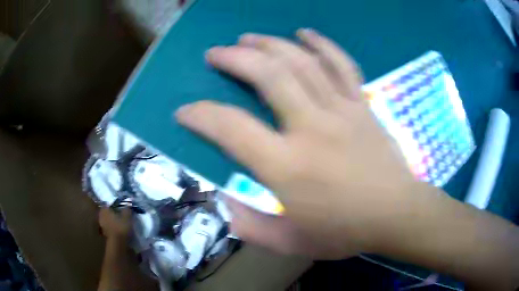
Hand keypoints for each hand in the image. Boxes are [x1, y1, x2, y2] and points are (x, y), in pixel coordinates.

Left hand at [99, 207, 132, 240]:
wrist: (117, 243)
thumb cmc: (121, 227)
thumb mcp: (127, 217)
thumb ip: (127, 209)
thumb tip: (128, 203)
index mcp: (105, 209)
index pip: (108, 204)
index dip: (114, 205)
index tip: (120, 207)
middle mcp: (101, 215)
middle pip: (107, 212)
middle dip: (112, 213)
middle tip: (119, 214)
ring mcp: (101, 225)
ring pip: (107, 219)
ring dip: (111, 220)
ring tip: (119, 222)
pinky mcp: (104, 233)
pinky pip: (108, 226)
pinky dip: (111, 227)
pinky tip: (117, 229)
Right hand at [176, 29, 418, 258]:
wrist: (396, 215)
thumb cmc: (346, 232)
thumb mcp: (291, 242)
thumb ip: (252, 227)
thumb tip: (226, 203)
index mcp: (288, 166)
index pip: (231, 128)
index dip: (201, 115)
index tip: (185, 110)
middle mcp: (312, 128)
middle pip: (268, 76)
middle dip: (235, 59)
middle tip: (215, 53)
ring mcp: (342, 111)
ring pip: (302, 62)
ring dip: (270, 44)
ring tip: (248, 38)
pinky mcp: (363, 106)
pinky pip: (342, 64)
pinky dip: (322, 44)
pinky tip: (304, 32)